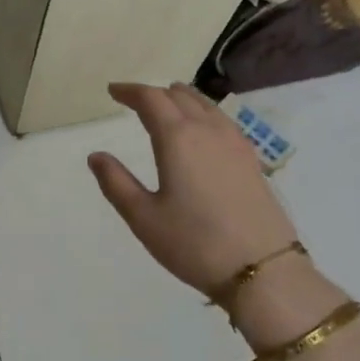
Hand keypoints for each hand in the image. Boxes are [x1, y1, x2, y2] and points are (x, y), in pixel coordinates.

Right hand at [87, 82, 297, 296]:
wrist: (262, 269)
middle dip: (153, 93)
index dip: (130, 91)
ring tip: (168, 101)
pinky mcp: (251, 159)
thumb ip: (116, 182)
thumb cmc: (193, 243)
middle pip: (179, 97)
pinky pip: (222, 120)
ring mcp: (234, 143)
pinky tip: (203, 127)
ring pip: (205, 105)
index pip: (151, 99)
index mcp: (177, 138)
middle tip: (134, 99)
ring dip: (182, 98)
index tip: (113, 91)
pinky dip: (204, 112)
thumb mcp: (143, 217)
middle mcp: (207, 130)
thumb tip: (96, 156)